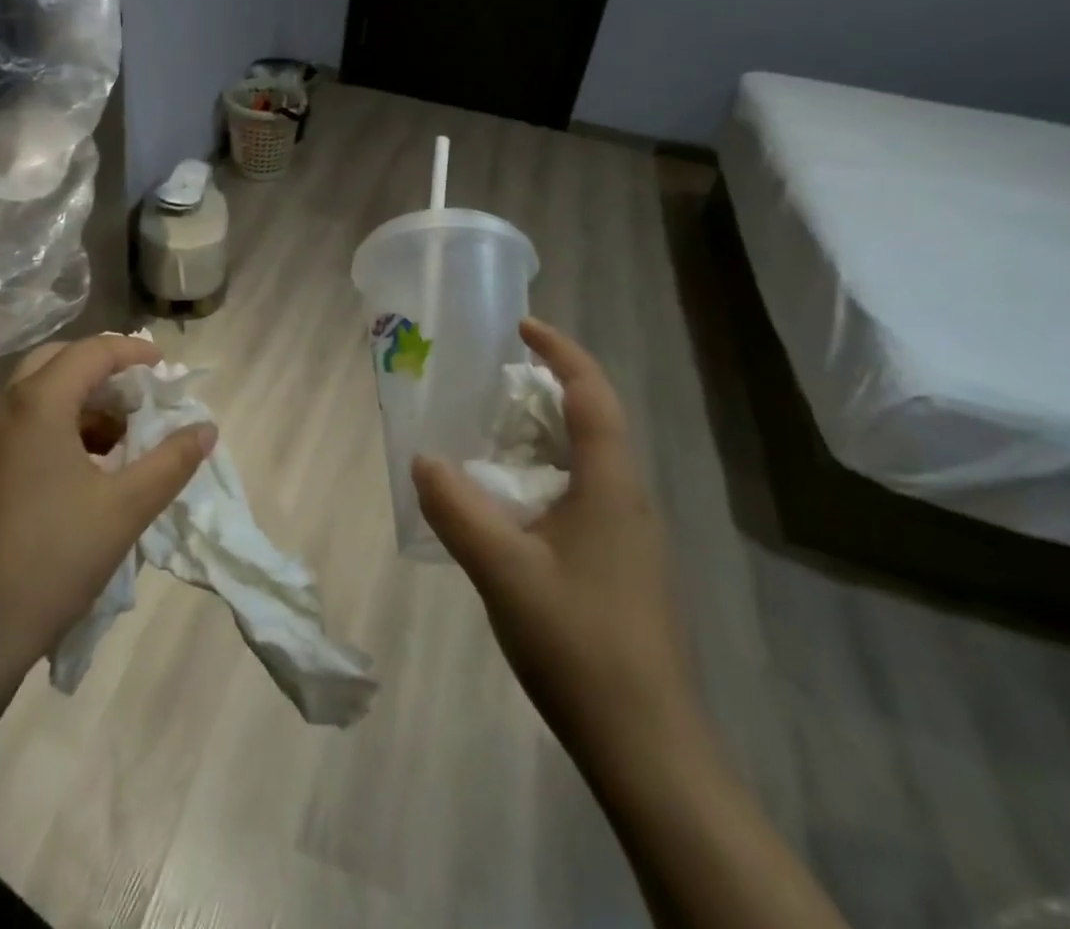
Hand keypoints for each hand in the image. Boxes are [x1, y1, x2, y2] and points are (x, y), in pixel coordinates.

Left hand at [0, 333, 215, 708]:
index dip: (133, 352)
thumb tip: (206, 429)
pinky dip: (58, 425)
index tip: (165, 368)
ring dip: (80, 399)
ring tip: (120, 435)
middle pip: (57, 361)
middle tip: (139, 392)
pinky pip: (22, 424)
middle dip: (102, 368)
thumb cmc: (52, 557)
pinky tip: (86, 467)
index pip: (91, 351)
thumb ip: (172, 461)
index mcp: (38, 404)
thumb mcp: (126, 507)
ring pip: (36, 394)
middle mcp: (3, 408)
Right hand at [412, 318, 701, 778]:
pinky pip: (583, 494)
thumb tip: (424, 460)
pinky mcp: (622, 565)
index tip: (521, 327)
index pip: (591, 393)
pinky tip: (511, 504)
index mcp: (611, 484)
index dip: (560, 351)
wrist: (645, 743)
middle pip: (594, 419)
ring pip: (589, 460)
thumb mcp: (503, 569)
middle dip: (547, 388)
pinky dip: (546, 475)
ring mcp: (630, 535)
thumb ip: (458, 509)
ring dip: (545, 434)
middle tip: (492, 380)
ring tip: (493, 432)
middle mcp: (628, 498)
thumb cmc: (578, 641)